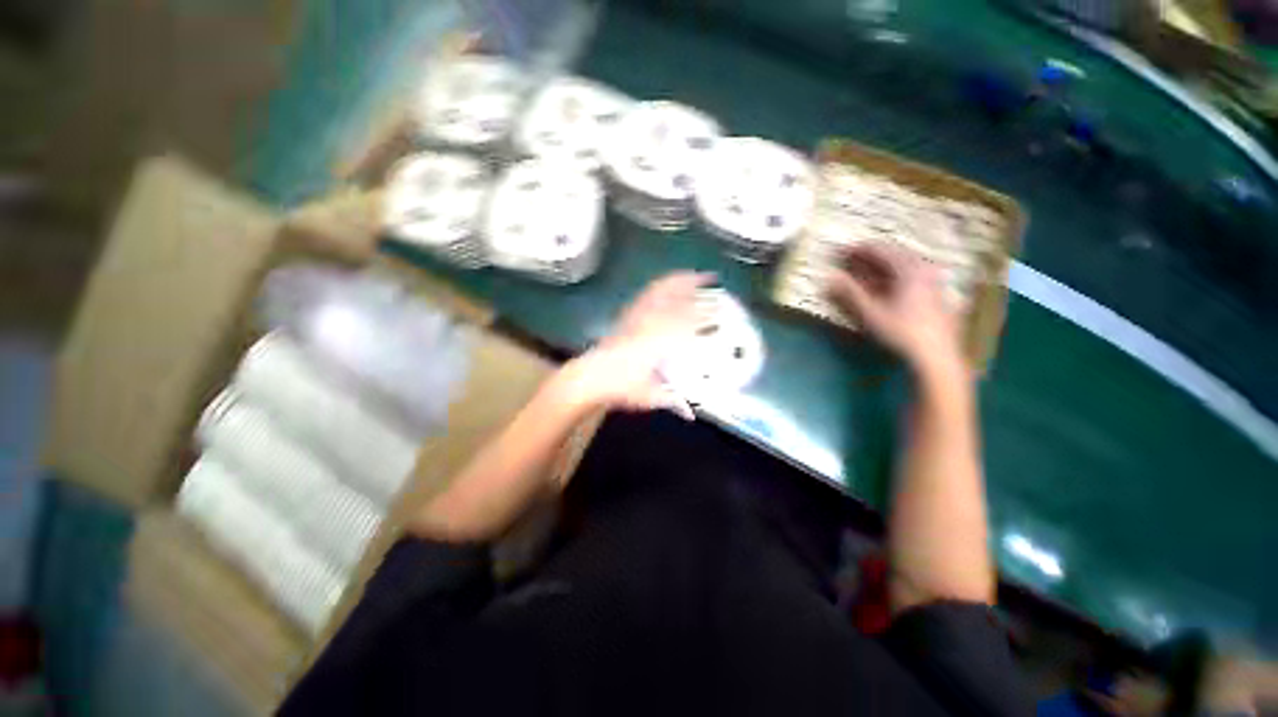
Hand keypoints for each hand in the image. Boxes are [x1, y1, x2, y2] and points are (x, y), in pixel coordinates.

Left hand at [558, 271, 713, 418]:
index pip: (688, 323)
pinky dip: (661, 285)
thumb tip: (692, 414)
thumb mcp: (649, 396)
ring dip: (679, 280)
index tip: (721, 309)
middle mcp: (651, 323)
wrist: (590, 376)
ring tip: (694, 274)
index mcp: (659, 342)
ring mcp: (638, 316)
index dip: (706, 314)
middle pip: (677, 300)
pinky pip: (647, 294)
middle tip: (714, 283)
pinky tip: (668, 283)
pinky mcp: (628, 314)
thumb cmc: (620, 387)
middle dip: (697, 290)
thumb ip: (673, 401)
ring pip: (662, 291)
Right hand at [827, 244, 964, 375]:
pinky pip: (910, 277)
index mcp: (909, 268)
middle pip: (893, 255)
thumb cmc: (901, 332)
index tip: (837, 252)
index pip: (879, 249)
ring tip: (862, 274)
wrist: (936, 356)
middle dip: (868, 257)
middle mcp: (924, 269)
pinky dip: (892, 278)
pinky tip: (883, 288)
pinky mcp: (935, 295)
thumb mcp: (870, 312)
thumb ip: (849, 292)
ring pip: (902, 267)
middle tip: (848, 261)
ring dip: (880, 268)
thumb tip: (829, 277)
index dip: (856, 250)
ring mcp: (933, 282)